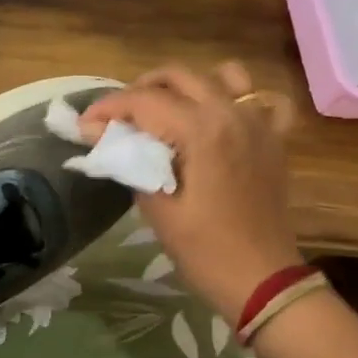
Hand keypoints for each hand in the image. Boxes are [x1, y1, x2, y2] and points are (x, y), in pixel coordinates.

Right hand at [81, 62, 302, 321]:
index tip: (83, 125)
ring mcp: (259, 123)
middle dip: (140, 90)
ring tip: (166, 109)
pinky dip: (241, 99)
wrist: (262, 282)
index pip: (144, 101)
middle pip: (179, 76)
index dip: (108, 108)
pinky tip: (222, 117)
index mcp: (202, 130)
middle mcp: (232, 114)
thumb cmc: (204, 250)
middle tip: (117, 118)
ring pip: (223, 76)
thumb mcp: (157, 208)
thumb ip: (128, 161)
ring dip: (188, 85)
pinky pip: (264, 101)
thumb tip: (99, 135)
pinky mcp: (274, 140)